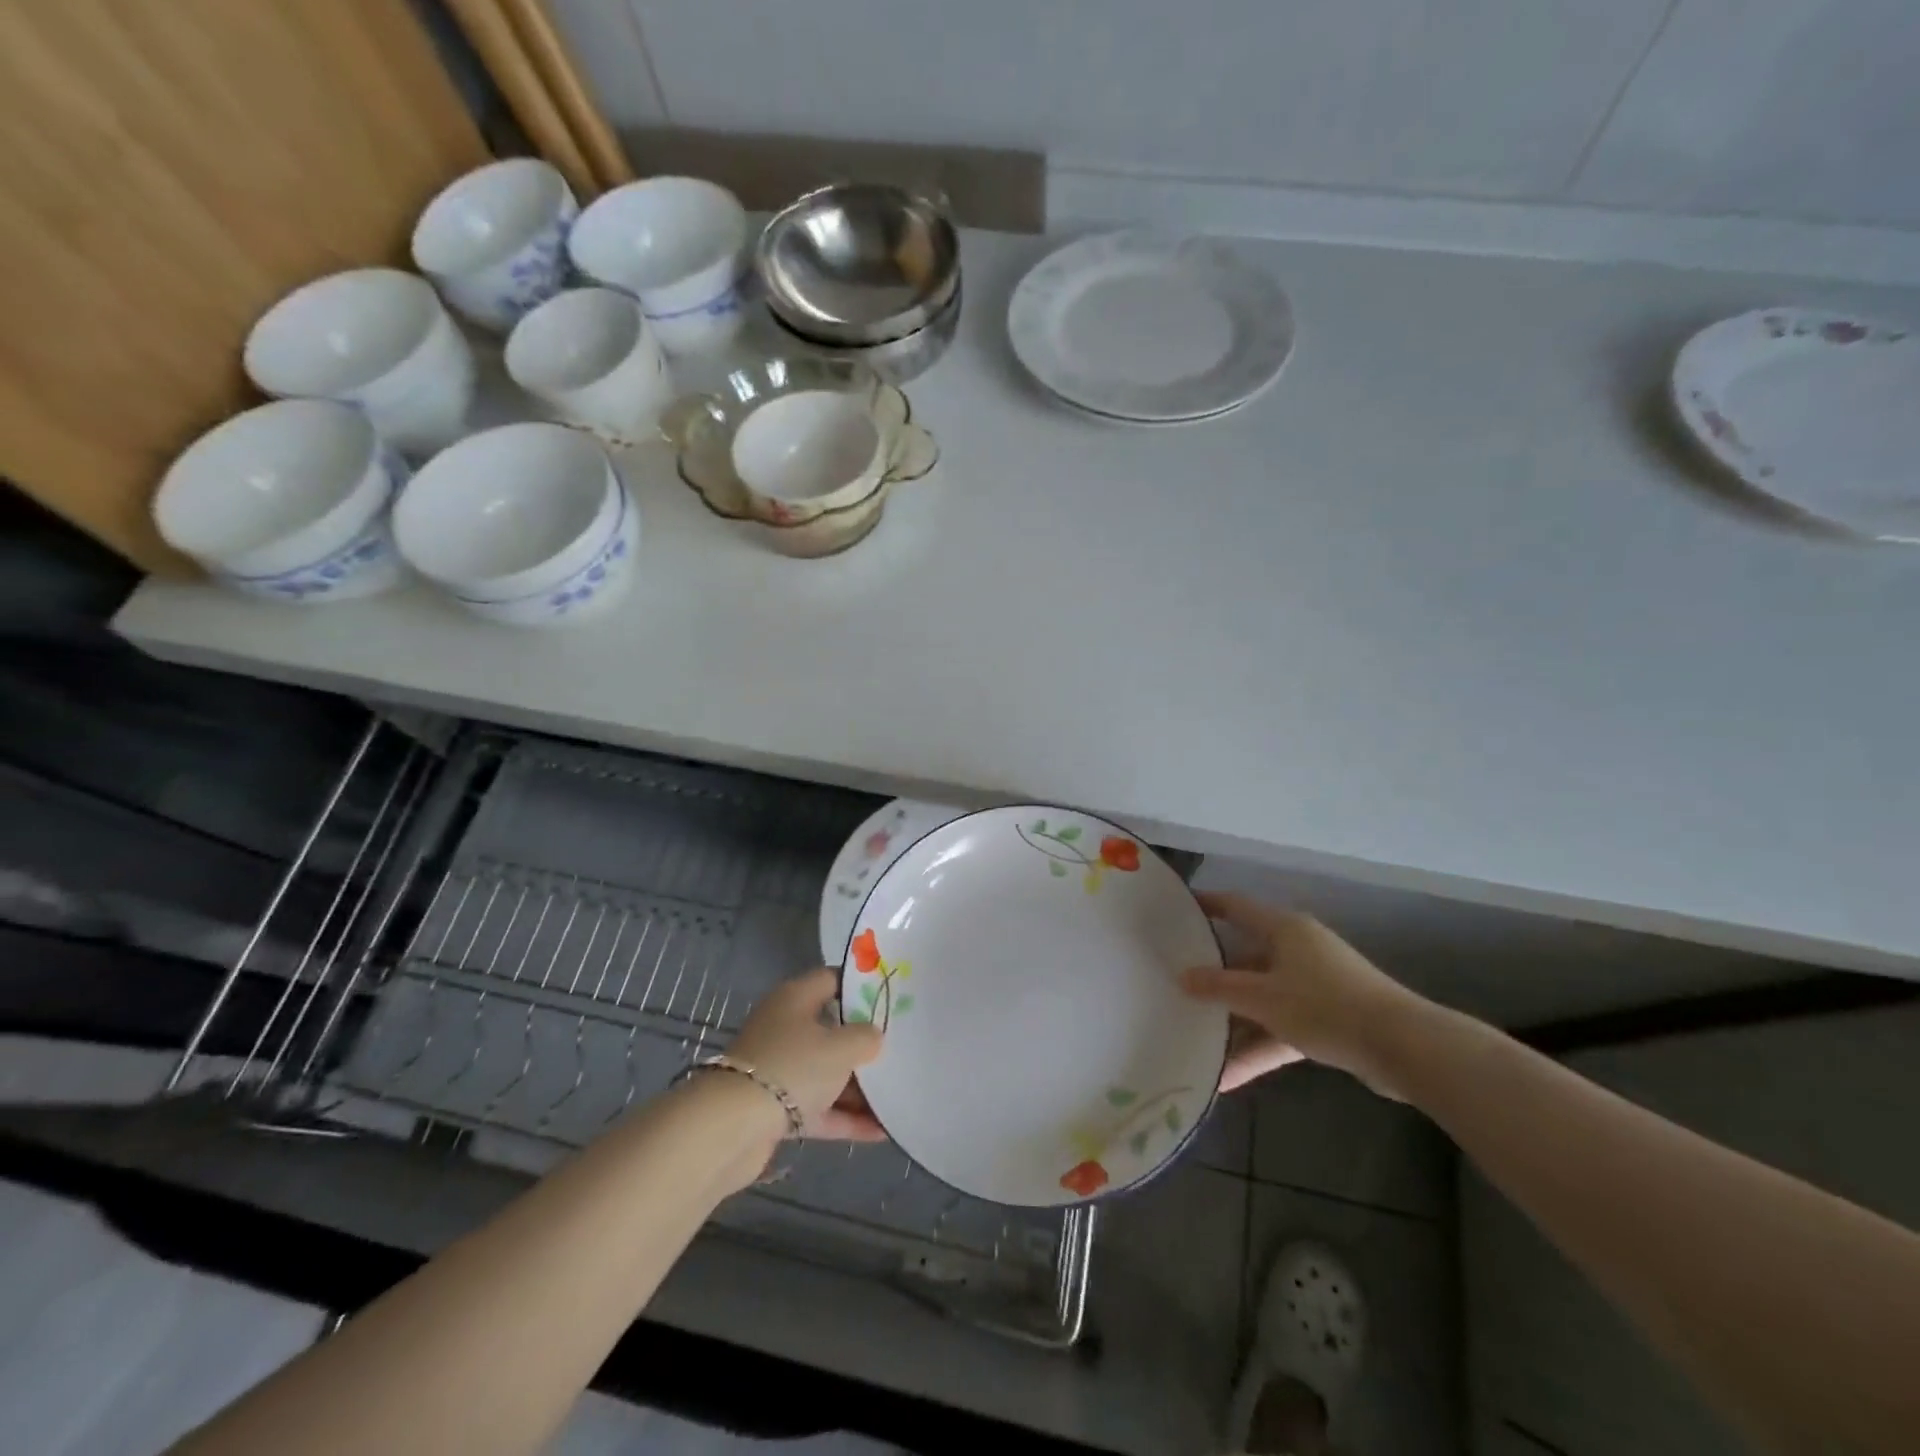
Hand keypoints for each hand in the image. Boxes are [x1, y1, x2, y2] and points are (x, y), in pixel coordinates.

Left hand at [725, 967, 885, 1140]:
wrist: (733, 1128)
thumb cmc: (793, 1067)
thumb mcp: (842, 1047)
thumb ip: (866, 1037)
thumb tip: (873, 1037)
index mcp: (795, 998)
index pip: (833, 979)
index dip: (862, 987)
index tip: (892, 998)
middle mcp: (785, 1027)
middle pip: (831, 1028)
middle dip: (863, 1041)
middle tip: (901, 1047)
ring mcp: (778, 1068)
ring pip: (825, 1071)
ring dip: (858, 1085)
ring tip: (898, 1093)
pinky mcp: (774, 1108)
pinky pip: (818, 1106)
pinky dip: (844, 1117)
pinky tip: (881, 1131)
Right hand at [1181, 892, 1429, 1099]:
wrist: (1403, 1048)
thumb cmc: (1325, 1006)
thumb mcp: (1263, 997)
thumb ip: (1220, 987)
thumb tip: (1183, 977)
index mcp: (1284, 929)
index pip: (1236, 907)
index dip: (1207, 905)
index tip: (1177, 908)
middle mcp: (1298, 950)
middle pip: (1246, 959)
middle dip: (1213, 977)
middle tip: (1175, 983)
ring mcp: (1314, 987)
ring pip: (1262, 1000)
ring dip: (1234, 1024)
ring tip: (1194, 1042)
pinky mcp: (1327, 1021)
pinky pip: (1281, 1029)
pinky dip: (1259, 1049)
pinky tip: (1229, 1077)